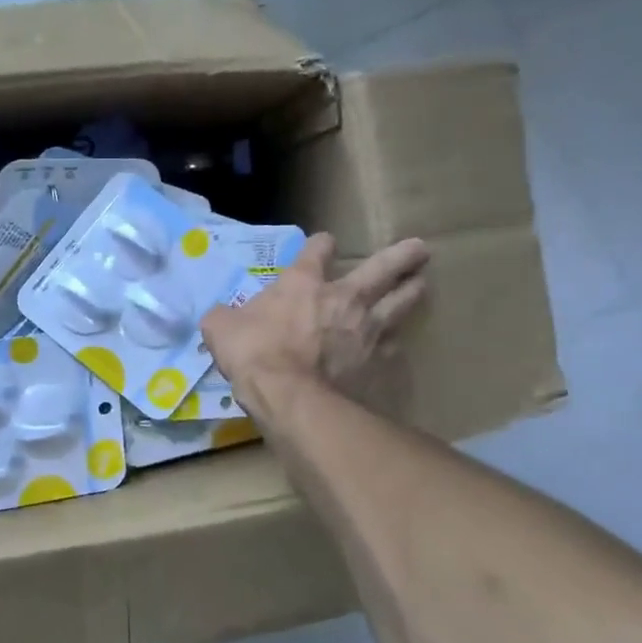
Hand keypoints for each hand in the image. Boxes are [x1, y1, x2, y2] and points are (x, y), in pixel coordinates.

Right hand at [201, 233, 429, 413]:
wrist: (293, 398)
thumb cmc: (254, 354)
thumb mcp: (221, 329)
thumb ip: (223, 318)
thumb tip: (219, 317)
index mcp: (302, 284)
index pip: (316, 252)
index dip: (320, 246)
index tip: (325, 244)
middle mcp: (344, 298)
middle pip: (381, 268)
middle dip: (400, 256)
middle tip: (418, 248)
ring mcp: (369, 329)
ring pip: (402, 303)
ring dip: (413, 291)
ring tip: (422, 283)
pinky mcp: (381, 362)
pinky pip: (395, 347)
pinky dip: (396, 344)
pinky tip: (397, 347)